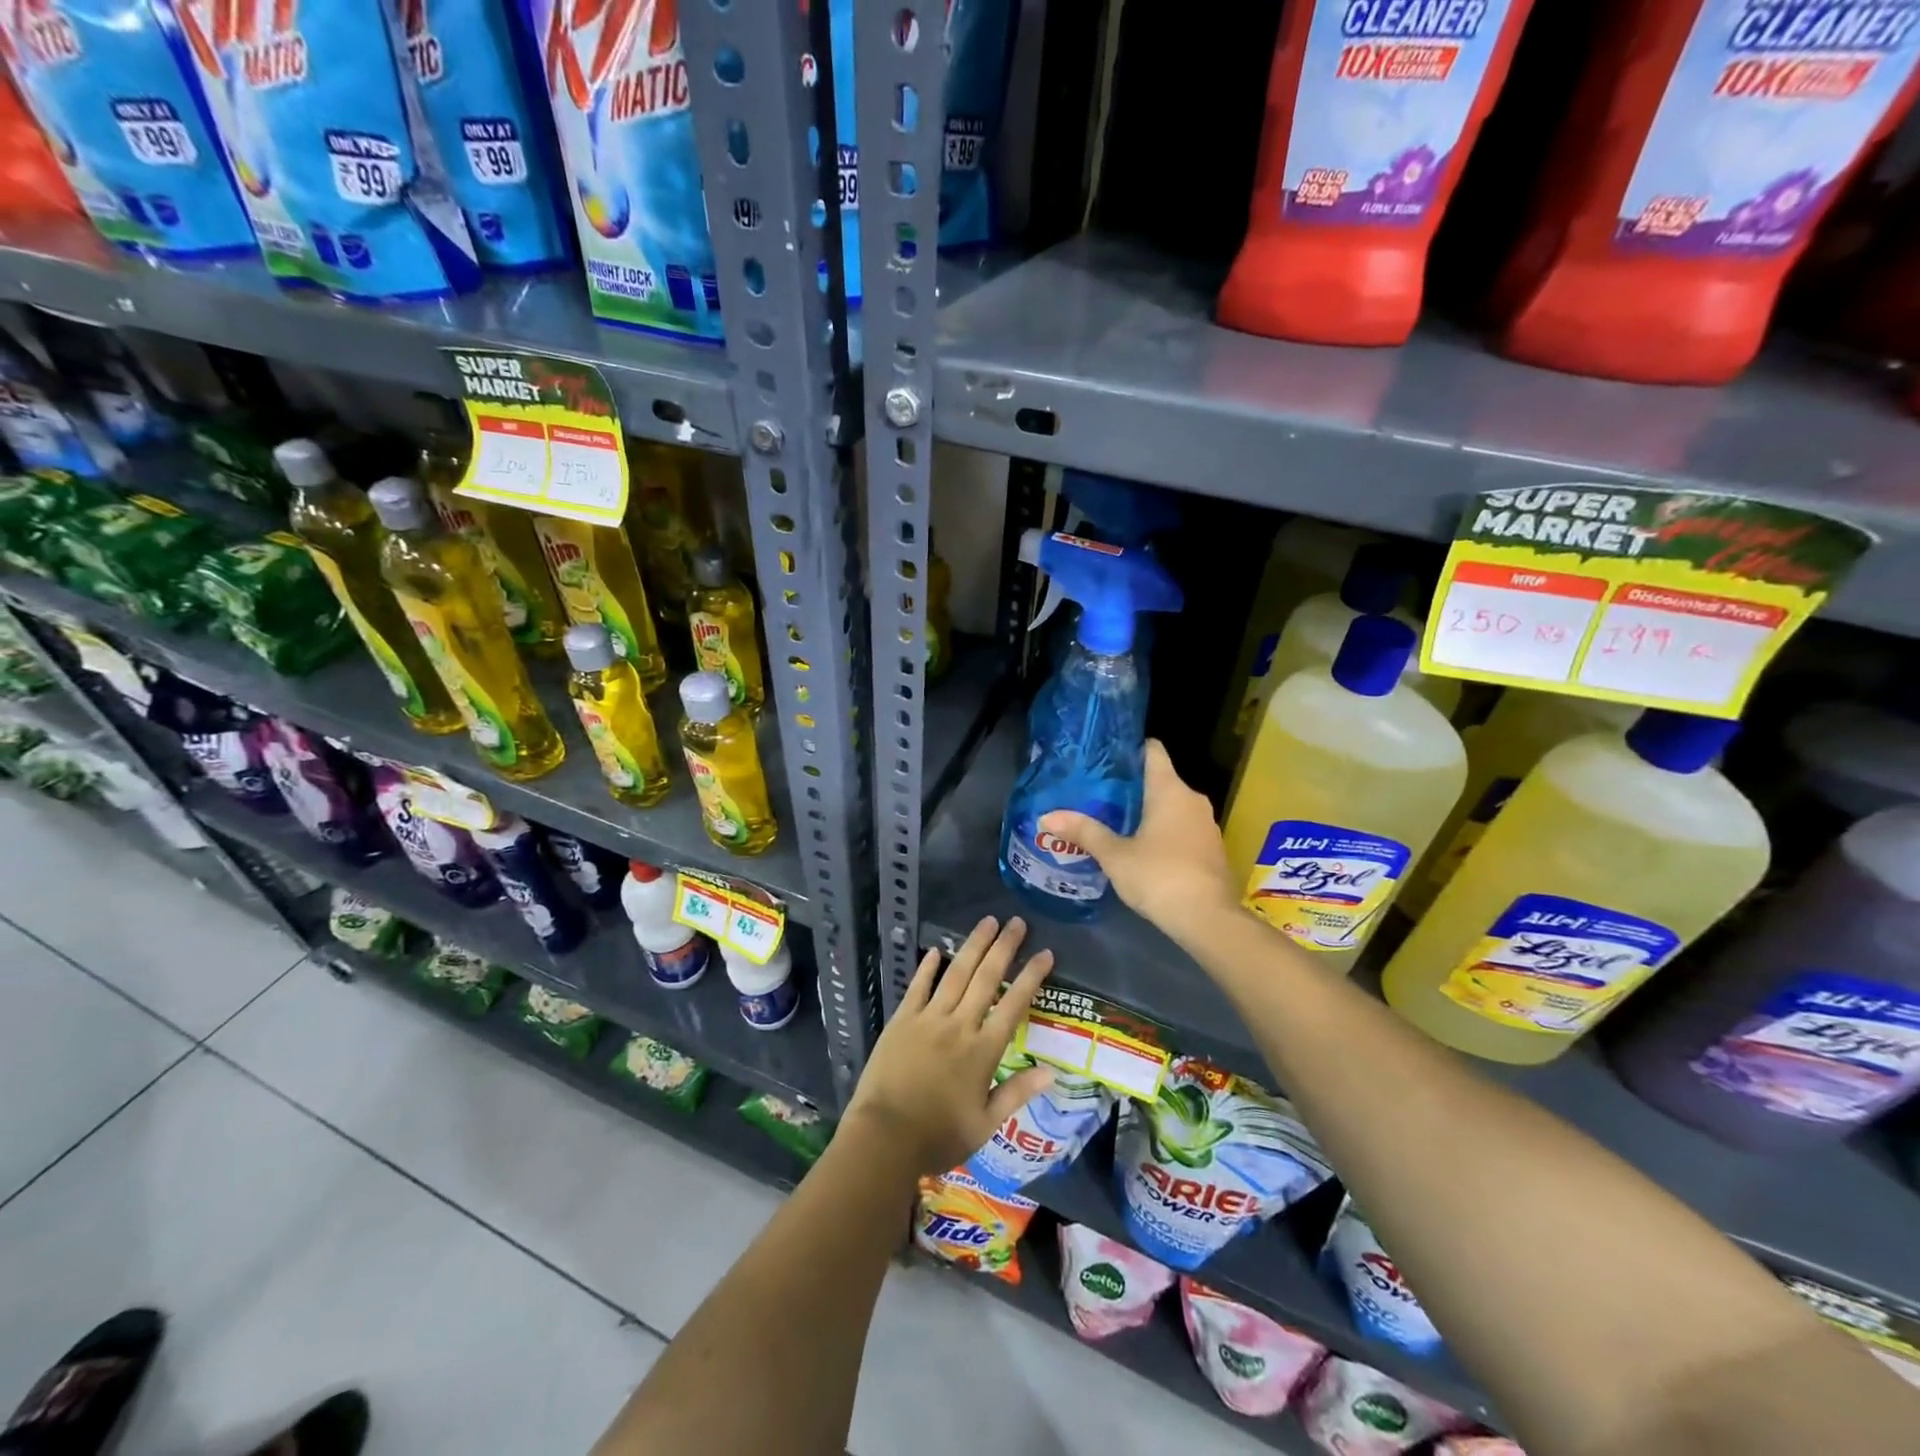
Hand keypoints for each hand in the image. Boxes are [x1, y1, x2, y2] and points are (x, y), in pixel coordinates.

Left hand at [844, 916, 1056, 1175]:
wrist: (884, 1137)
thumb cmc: (938, 1136)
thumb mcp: (985, 1125)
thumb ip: (1016, 1094)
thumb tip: (1051, 1072)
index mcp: (983, 1052)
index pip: (1014, 1005)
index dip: (1031, 977)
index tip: (1045, 953)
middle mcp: (959, 1026)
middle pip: (986, 978)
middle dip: (1004, 948)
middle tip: (1017, 922)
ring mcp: (928, 1019)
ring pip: (956, 974)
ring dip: (973, 946)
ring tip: (987, 922)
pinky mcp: (902, 1021)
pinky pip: (918, 987)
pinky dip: (928, 968)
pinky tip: (937, 950)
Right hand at [1040, 739, 1238, 942]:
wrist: (1208, 920)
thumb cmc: (1159, 876)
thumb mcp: (1115, 855)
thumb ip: (1084, 832)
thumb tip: (1046, 816)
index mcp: (1170, 789)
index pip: (1152, 750)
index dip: (1128, 748)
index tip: (1104, 756)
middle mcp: (1192, 799)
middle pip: (1159, 779)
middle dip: (1130, 786)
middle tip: (1096, 793)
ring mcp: (1206, 824)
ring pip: (1171, 806)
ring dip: (1146, 811)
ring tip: (1112, 820)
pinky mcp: (1211, 849)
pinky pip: (1182, 828)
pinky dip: (1162, 831)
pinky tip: (1139, 847)